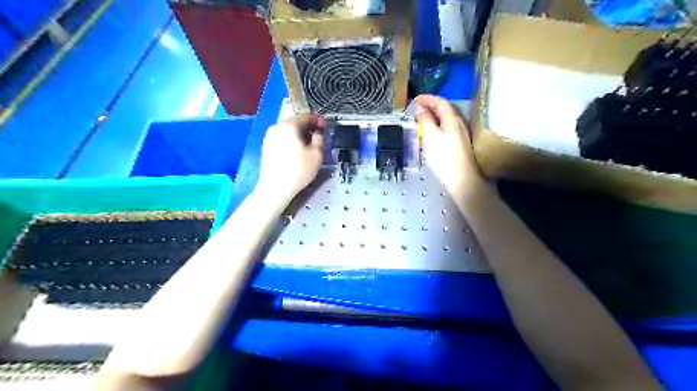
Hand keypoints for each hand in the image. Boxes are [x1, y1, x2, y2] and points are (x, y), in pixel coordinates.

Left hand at [257, 111, 327, 197]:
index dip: (319, 120)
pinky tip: (297, 152)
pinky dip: (291, 141)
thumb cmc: (298, 171)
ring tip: (309, 145)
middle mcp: (277, 127)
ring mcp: (269, 137)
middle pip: (296, 122)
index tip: (326, 126)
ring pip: (288, 131)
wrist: (274, 188)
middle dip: (308, 127)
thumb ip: (320, 139)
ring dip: (300, 135)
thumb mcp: (317, 155)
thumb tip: (318, 134)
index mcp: (289, 126)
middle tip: (319, 135)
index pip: (307, 116)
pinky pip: (282, 138)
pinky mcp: (266, 147)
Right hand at [416, 95, 484, 198]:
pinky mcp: (459, 145)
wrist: (460, 179)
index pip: (440, 102)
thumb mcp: (430, 135)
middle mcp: (459, 124)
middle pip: (444, 110)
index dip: (428, 98)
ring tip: (420, 122)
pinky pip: (446, 130)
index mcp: (452, 118)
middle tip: (416, 110)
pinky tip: (429, 137)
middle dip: (430, 108)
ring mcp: (460, 135)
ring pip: (445, 121)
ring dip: (432, 118)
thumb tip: (420, 109)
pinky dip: (436, 128)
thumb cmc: (443, 156)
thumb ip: (425, 120)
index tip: (415, 99)